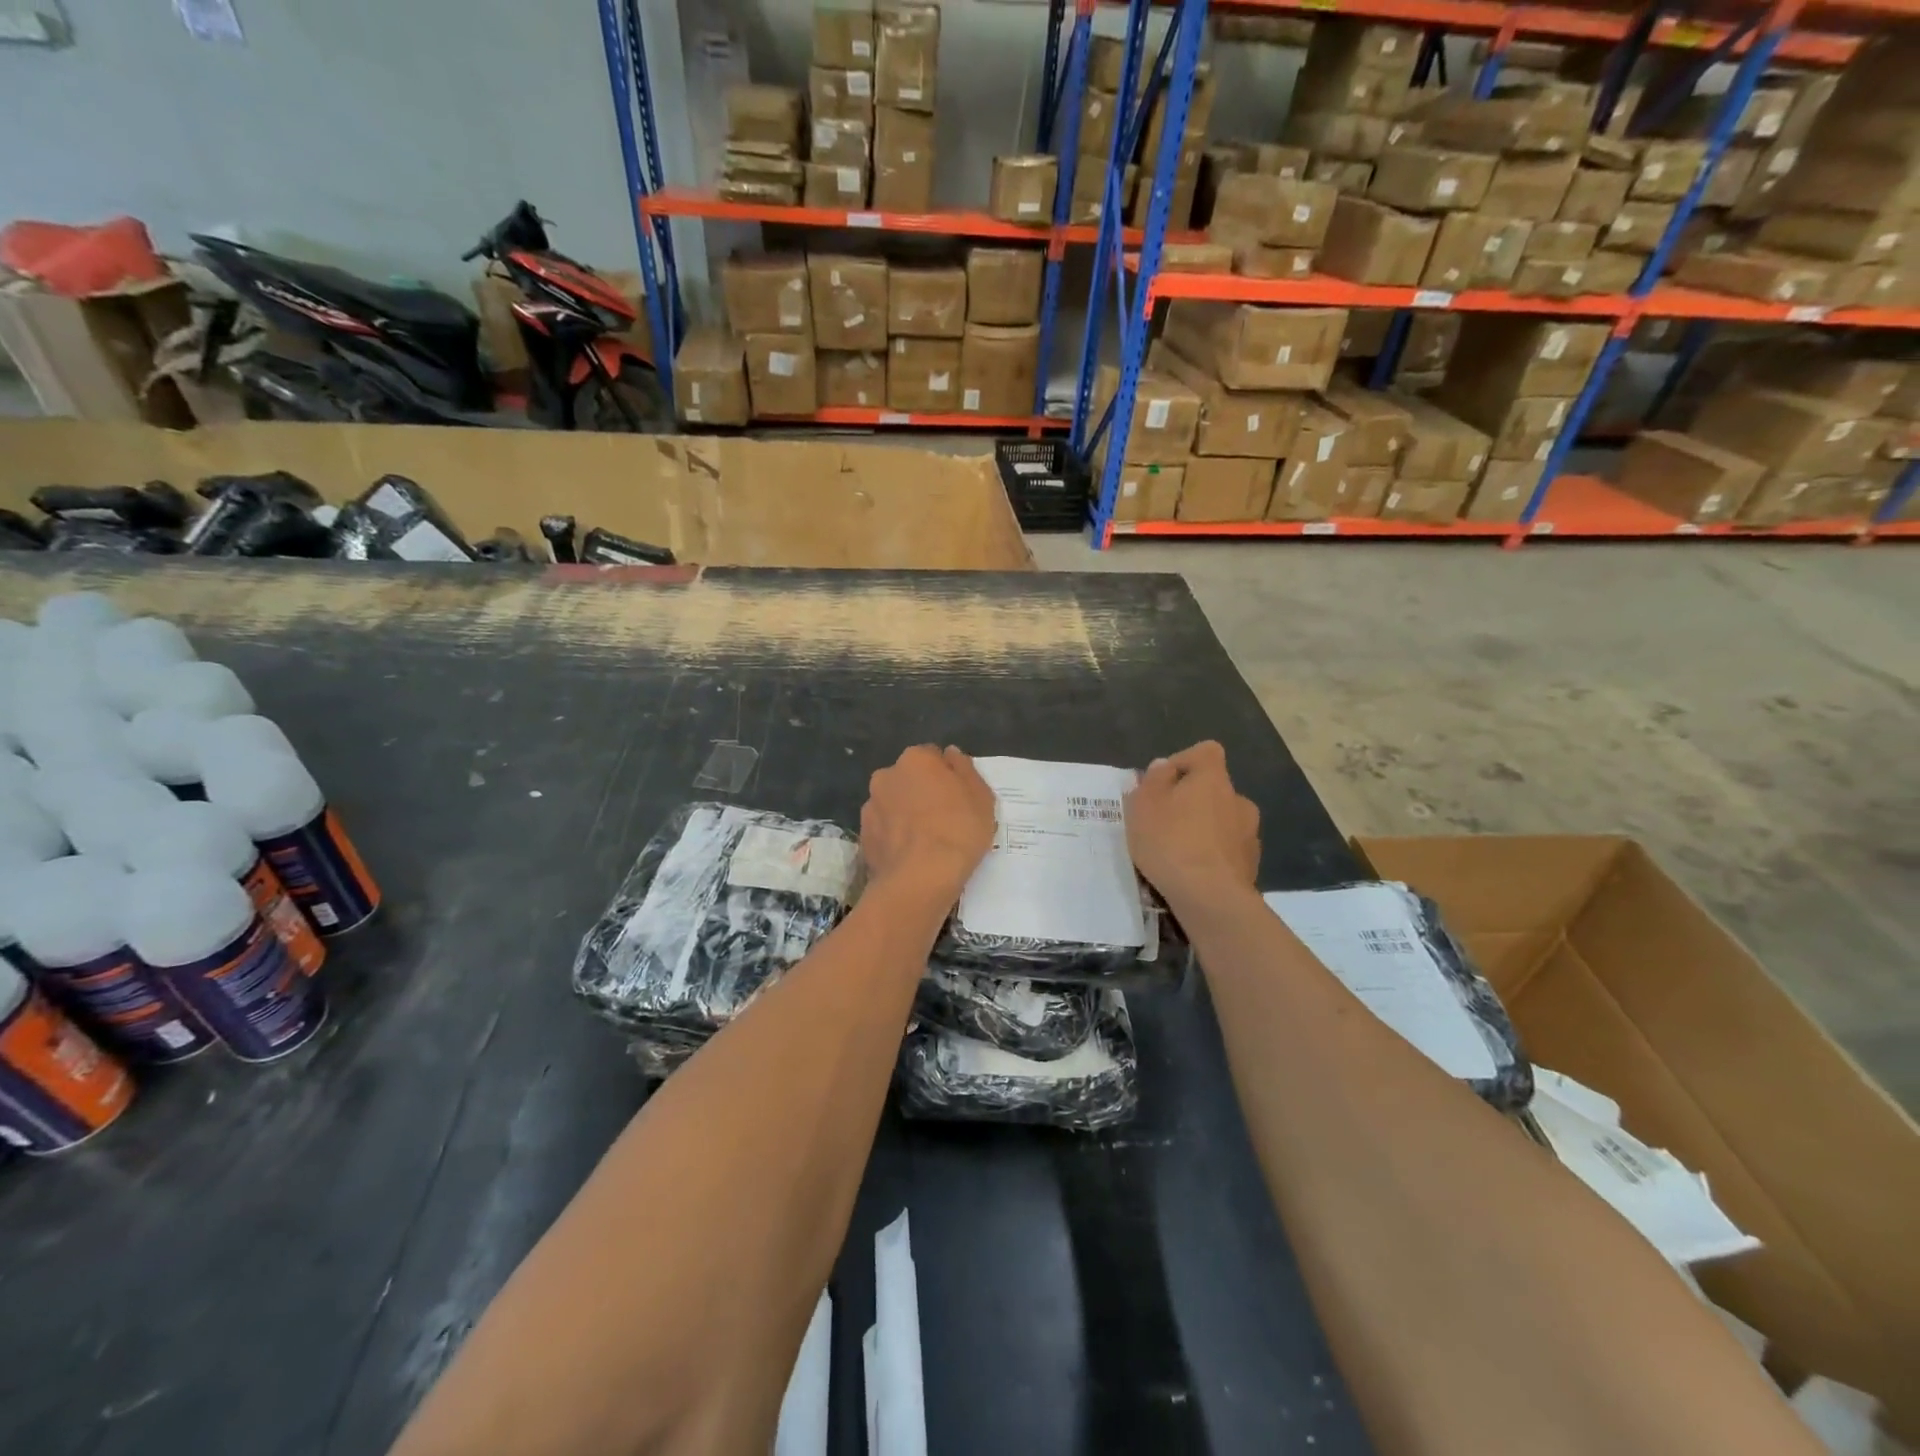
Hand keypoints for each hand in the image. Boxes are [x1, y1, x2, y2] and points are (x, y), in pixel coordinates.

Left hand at [860, 745, 997, 902]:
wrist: (920, 879)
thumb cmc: (958, 830)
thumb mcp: (981, 796)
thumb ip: (964, 768)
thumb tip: (950, 753)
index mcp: (915, 759)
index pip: (932, 756)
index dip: (946, 776)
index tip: (958, 797)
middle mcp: (886, 775)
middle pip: (908, 778)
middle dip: (921, 792)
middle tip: (943, 818)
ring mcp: (870, 806)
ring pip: (893, 803)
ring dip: (905, 814)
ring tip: (925, 841)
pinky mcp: (863, 836)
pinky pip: (884, 829)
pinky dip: (894, 836)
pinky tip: (910, 854)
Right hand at [1125, 741, 1259, 910]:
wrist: (1210, 898)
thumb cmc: (1171, 842)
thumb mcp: (1143, 805)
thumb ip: (1153, 780)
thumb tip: (1165, 766)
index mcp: (1213, 778)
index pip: (1206, 751)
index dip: (1183, 761)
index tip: (1162, 784)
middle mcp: (1238, 799)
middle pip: (1213, 789)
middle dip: (1191, 801)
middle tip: (1163, 823)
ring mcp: (1250, 833)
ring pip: (1222, 820)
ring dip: (1204, 829)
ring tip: (1177, 852)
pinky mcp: (1252, 864)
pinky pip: (1227, 849)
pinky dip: (1212, 855)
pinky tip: (1193, 873)